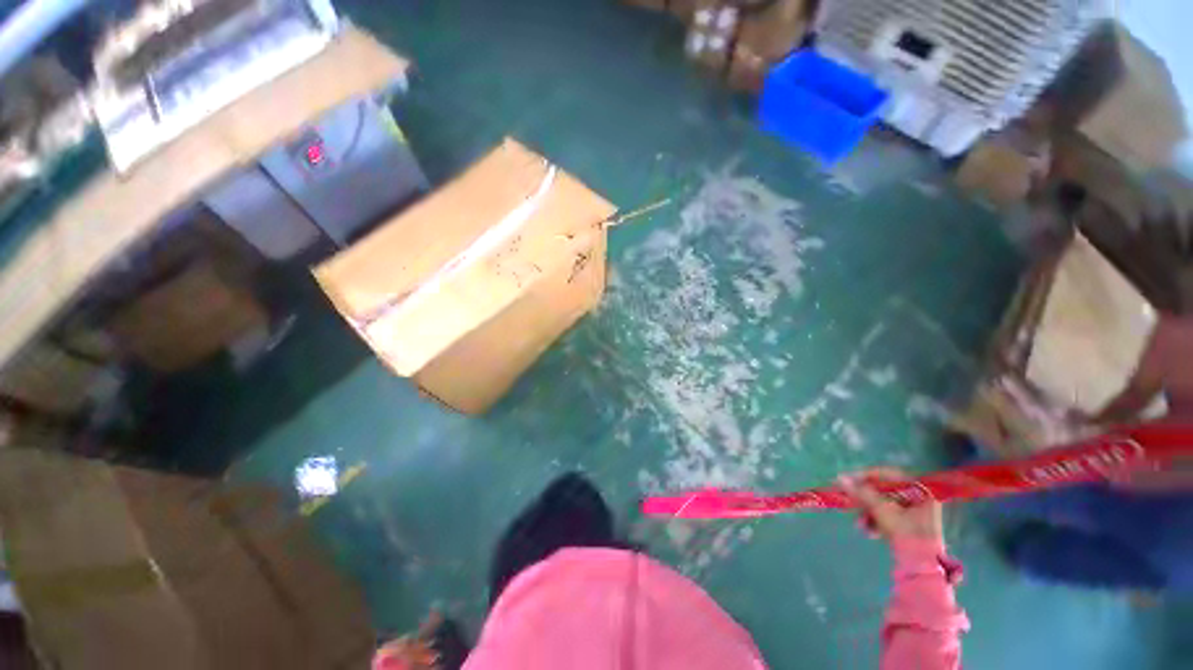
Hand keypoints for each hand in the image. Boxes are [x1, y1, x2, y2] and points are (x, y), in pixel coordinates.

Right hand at [839, 468, 942, 544]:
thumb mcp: (882, 510)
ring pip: (884, 506)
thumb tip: (840, 478)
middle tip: (850, 500)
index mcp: (921, 492)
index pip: (890, 475)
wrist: (922, 568)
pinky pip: (888, 517)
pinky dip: (876, 522)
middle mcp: (921, 500)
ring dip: (868, 513)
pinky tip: (869, 531)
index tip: (850, 479)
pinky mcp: (910, 527)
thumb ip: (861, 493)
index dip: (867, 476)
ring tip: (860, 524)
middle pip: (885, 492)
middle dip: (865, 500)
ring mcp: (917, 515)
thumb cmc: (906, 534)